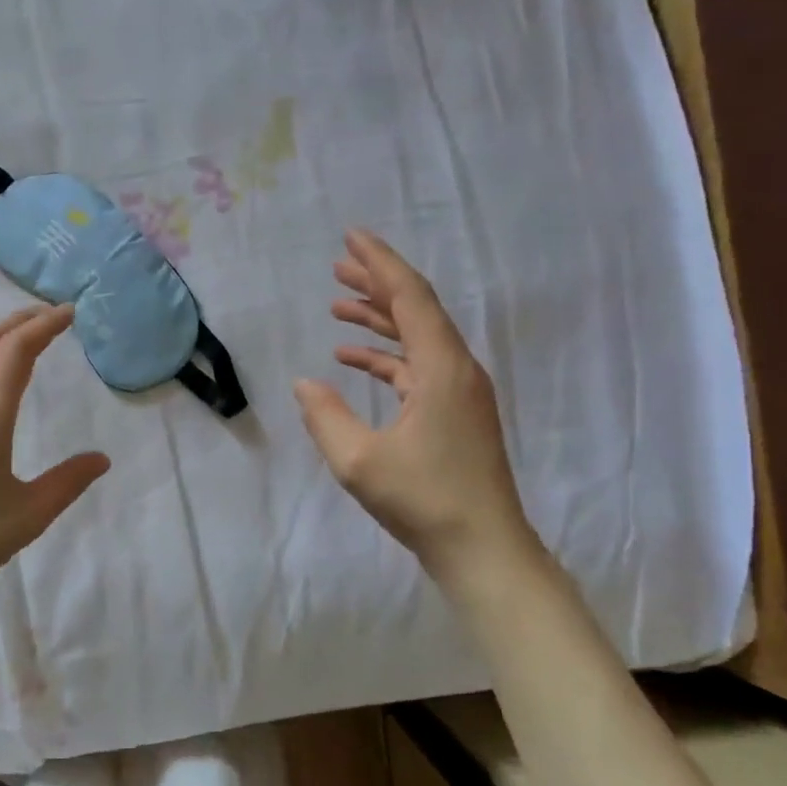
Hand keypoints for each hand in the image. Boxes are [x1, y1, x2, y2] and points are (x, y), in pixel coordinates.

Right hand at [295, 229, 538, 583]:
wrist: (483, 548)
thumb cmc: (423, 500)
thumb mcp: (357, 460)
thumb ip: (324, 415)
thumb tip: (304, 382)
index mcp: (440, 368)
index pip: (409, 297)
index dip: (379, 263)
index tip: (351, 236)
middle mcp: (456, 368)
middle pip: (416, 309)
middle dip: (376, 283)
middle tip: (337, 265)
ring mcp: (459, 391)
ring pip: (416, 337)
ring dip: (378, 319)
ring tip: (336, 306)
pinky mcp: (455, 412)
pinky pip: (417, 367)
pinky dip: (386, 356)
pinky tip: (353, 359)